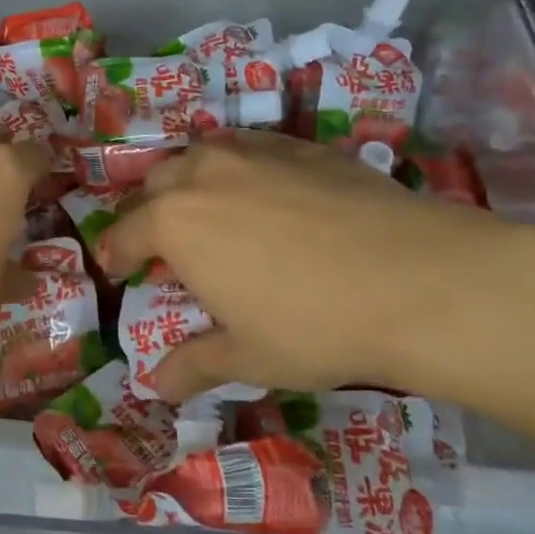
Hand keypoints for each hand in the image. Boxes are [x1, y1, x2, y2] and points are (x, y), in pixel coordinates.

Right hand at [99, 131, 534, 404]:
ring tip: (205, 208)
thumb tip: (155, 387)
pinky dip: (238, 166)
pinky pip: (250, 147)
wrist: (418, 280)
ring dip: (189, 180)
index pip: (126, 232)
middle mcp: (205, 174)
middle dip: (148, 211)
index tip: (117, 267)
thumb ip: (193, 365)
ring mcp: (256, 152)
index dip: (116, 252)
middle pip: (156, 183)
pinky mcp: (303, 146)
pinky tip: (262, 189)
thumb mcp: (246, 356)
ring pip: (201, 155)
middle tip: (160, 242)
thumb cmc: (313, 325)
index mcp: (175, 223)